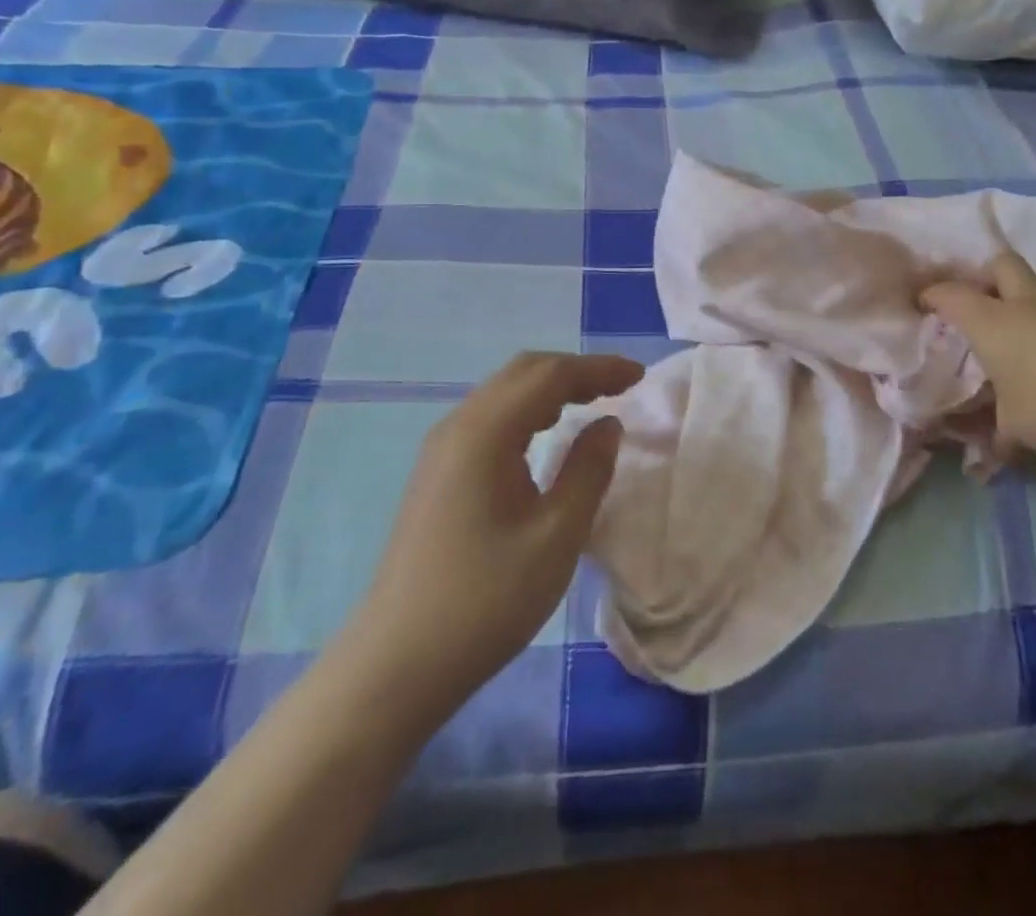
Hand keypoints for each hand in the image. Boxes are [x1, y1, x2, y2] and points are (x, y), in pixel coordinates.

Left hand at [353, 352, 643, 699]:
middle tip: (620, 387)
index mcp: (486, 432)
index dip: (598, 369)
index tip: (640, 376)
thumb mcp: (556, 536)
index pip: (550, 375)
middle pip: (523, 372)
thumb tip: (607, 424)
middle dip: (575, 371)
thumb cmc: (485, 600)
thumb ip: (588, 470)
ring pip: (503, 392)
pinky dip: (528, 411)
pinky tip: (546, 435)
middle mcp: (458, 426)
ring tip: (593, 402)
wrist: (396, 665)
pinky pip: (490, 418)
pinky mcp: (436, 473)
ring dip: (551, 388)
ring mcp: (441, 450)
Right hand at [921, 252, 1035, 459]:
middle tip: (990, 300)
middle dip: (991, 276)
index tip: (925, 301)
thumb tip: (992, 456)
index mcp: (990, 322)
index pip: (950, 295)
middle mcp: (1027, 302)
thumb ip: (1003, 438)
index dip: (934, 295)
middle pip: (1002, 264)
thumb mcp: (1020, 429)